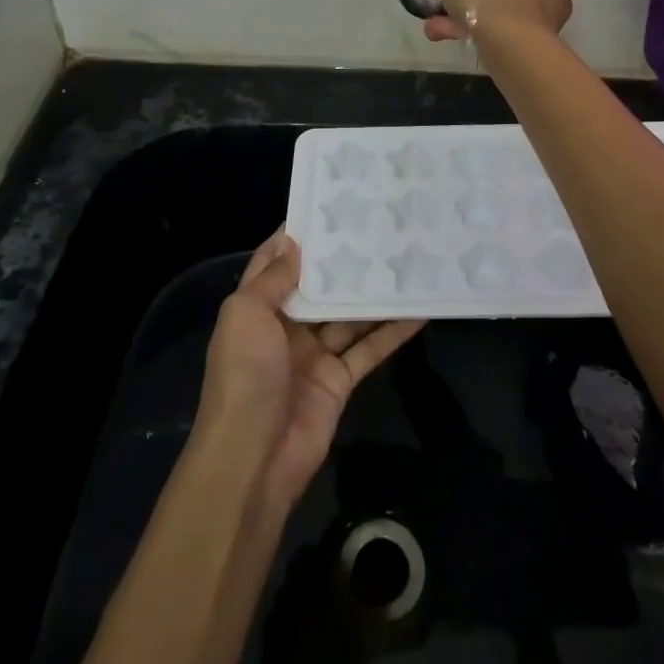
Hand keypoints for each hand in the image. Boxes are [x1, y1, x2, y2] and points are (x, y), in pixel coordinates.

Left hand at [194, 229, 424, 512]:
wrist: (253, 458)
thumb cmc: (244, 375)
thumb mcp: (246, 315)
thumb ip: (273, 279)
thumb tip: (295, 242)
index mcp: (256, 308)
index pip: (277, 262)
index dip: (298, 235)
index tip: (329, 204)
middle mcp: (285, 326)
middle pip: (319, 286)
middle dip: (344, 261)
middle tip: (379, 227)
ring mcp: (314, 354)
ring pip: (349, 315)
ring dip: (373, 292)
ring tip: (405, 259)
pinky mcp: (340, 380)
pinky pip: (369, 348)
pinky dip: (392, 331)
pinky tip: (419, 310)